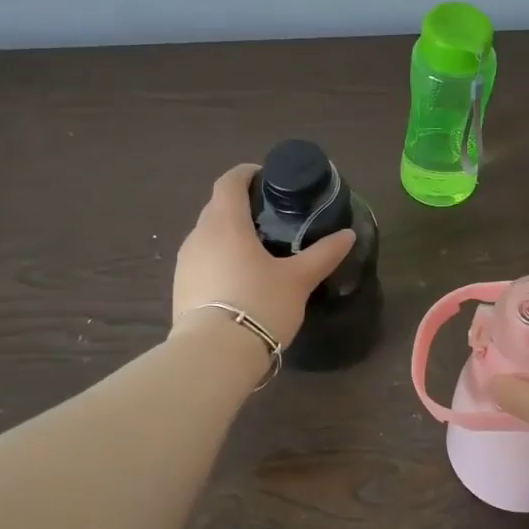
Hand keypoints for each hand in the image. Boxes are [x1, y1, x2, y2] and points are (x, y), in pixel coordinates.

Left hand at [171, 164, 355, 346]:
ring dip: (229, 234)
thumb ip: (323, 254)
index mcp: (225, 223)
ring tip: (258, 250)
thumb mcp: (298, 280)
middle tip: (271, 217)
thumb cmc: (259, 304)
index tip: (267, 178)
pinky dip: (220, 258)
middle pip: (217, 207)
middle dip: (241, 205)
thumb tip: (348, 235)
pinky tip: (240, 279)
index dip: (247, 173)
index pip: (230, 181)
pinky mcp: (180, 287)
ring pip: (208, 235)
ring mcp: (185, 262)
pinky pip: (202, 260)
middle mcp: (199, 235)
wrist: (214, 355)